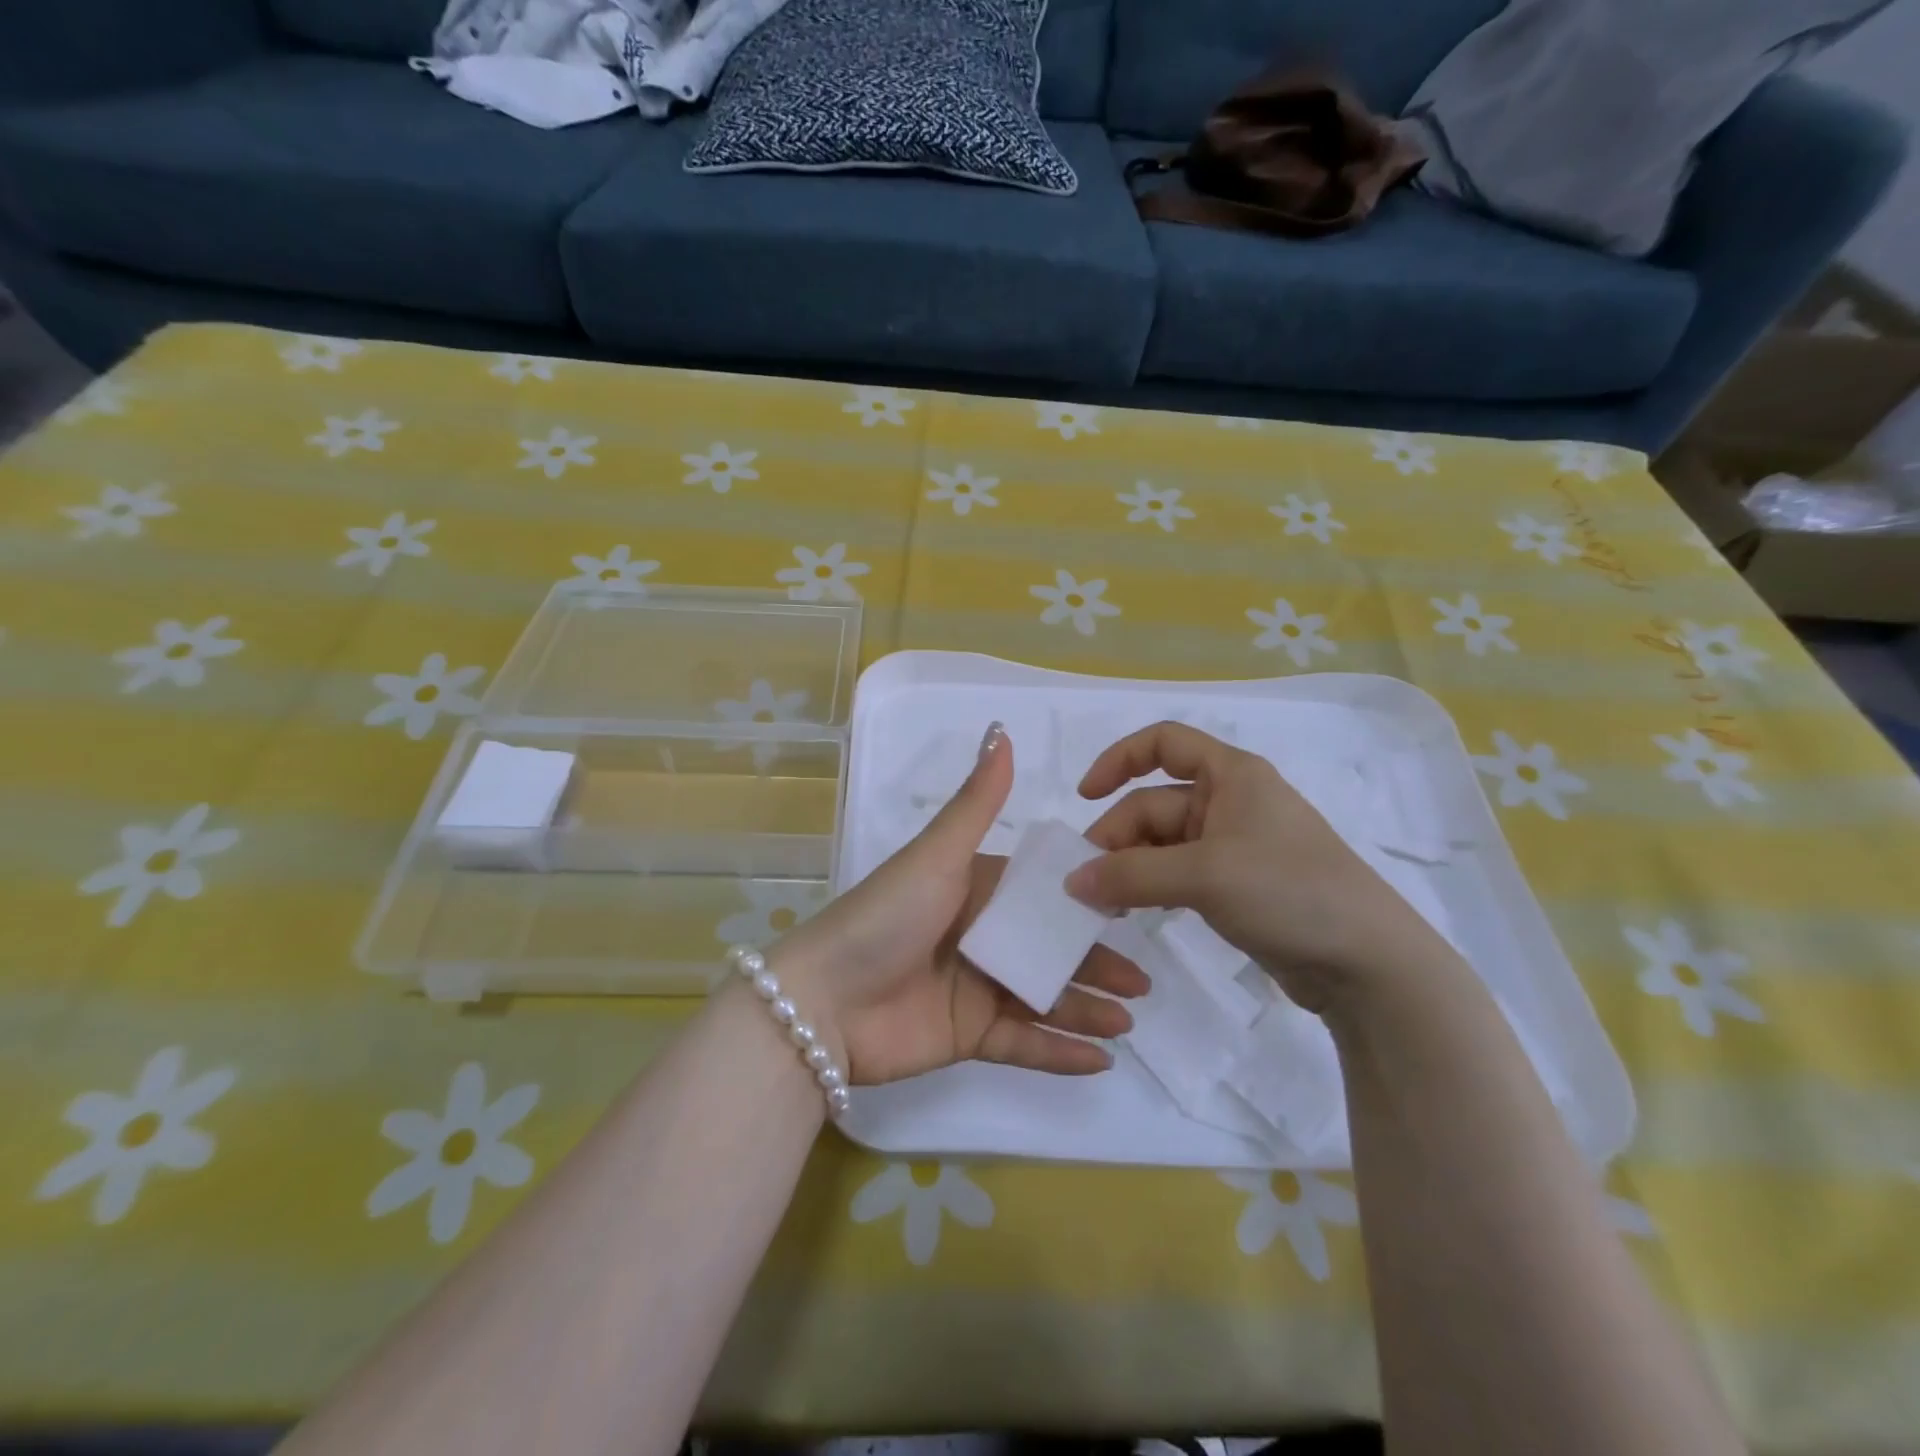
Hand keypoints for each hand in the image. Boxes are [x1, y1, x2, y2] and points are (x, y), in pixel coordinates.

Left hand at [772, 724, 1148, 1085]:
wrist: (824, 1002)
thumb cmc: (887, 917)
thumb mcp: (937, 855)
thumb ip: (976, 803)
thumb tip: (1003, 732)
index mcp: (975, 890)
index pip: (1041, 893)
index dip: (1084, 900)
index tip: (1130, 903)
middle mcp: (980, 936)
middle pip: (1049, 948)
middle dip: (1096, 962)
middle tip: (1143, 980)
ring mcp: (976, 988)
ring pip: (1045, 997)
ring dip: (1087, 1008)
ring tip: (1129, 1021)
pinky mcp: (968, 1036)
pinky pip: (1024, 1044)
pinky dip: (1060, 1053)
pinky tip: (1101, 1060)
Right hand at [1066, 721, 1452, 1012]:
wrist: (1368, 962)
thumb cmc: (1288, 891)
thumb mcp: (1204, 876)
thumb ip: (1131, 875)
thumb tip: (1071, 881)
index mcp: (1231, 775)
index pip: (1162, 742)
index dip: (1118, 760)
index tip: (1085, 796)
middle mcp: (1231, 801)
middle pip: (1154, 802)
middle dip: (1117, 837)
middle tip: (1086, 883)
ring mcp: (1235, 845)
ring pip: (1163, 843)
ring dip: (1130, 866)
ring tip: (1103, 903)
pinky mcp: (1237, 884)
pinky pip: (1179, 873)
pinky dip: (1152, 886)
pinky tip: (1134, 910)